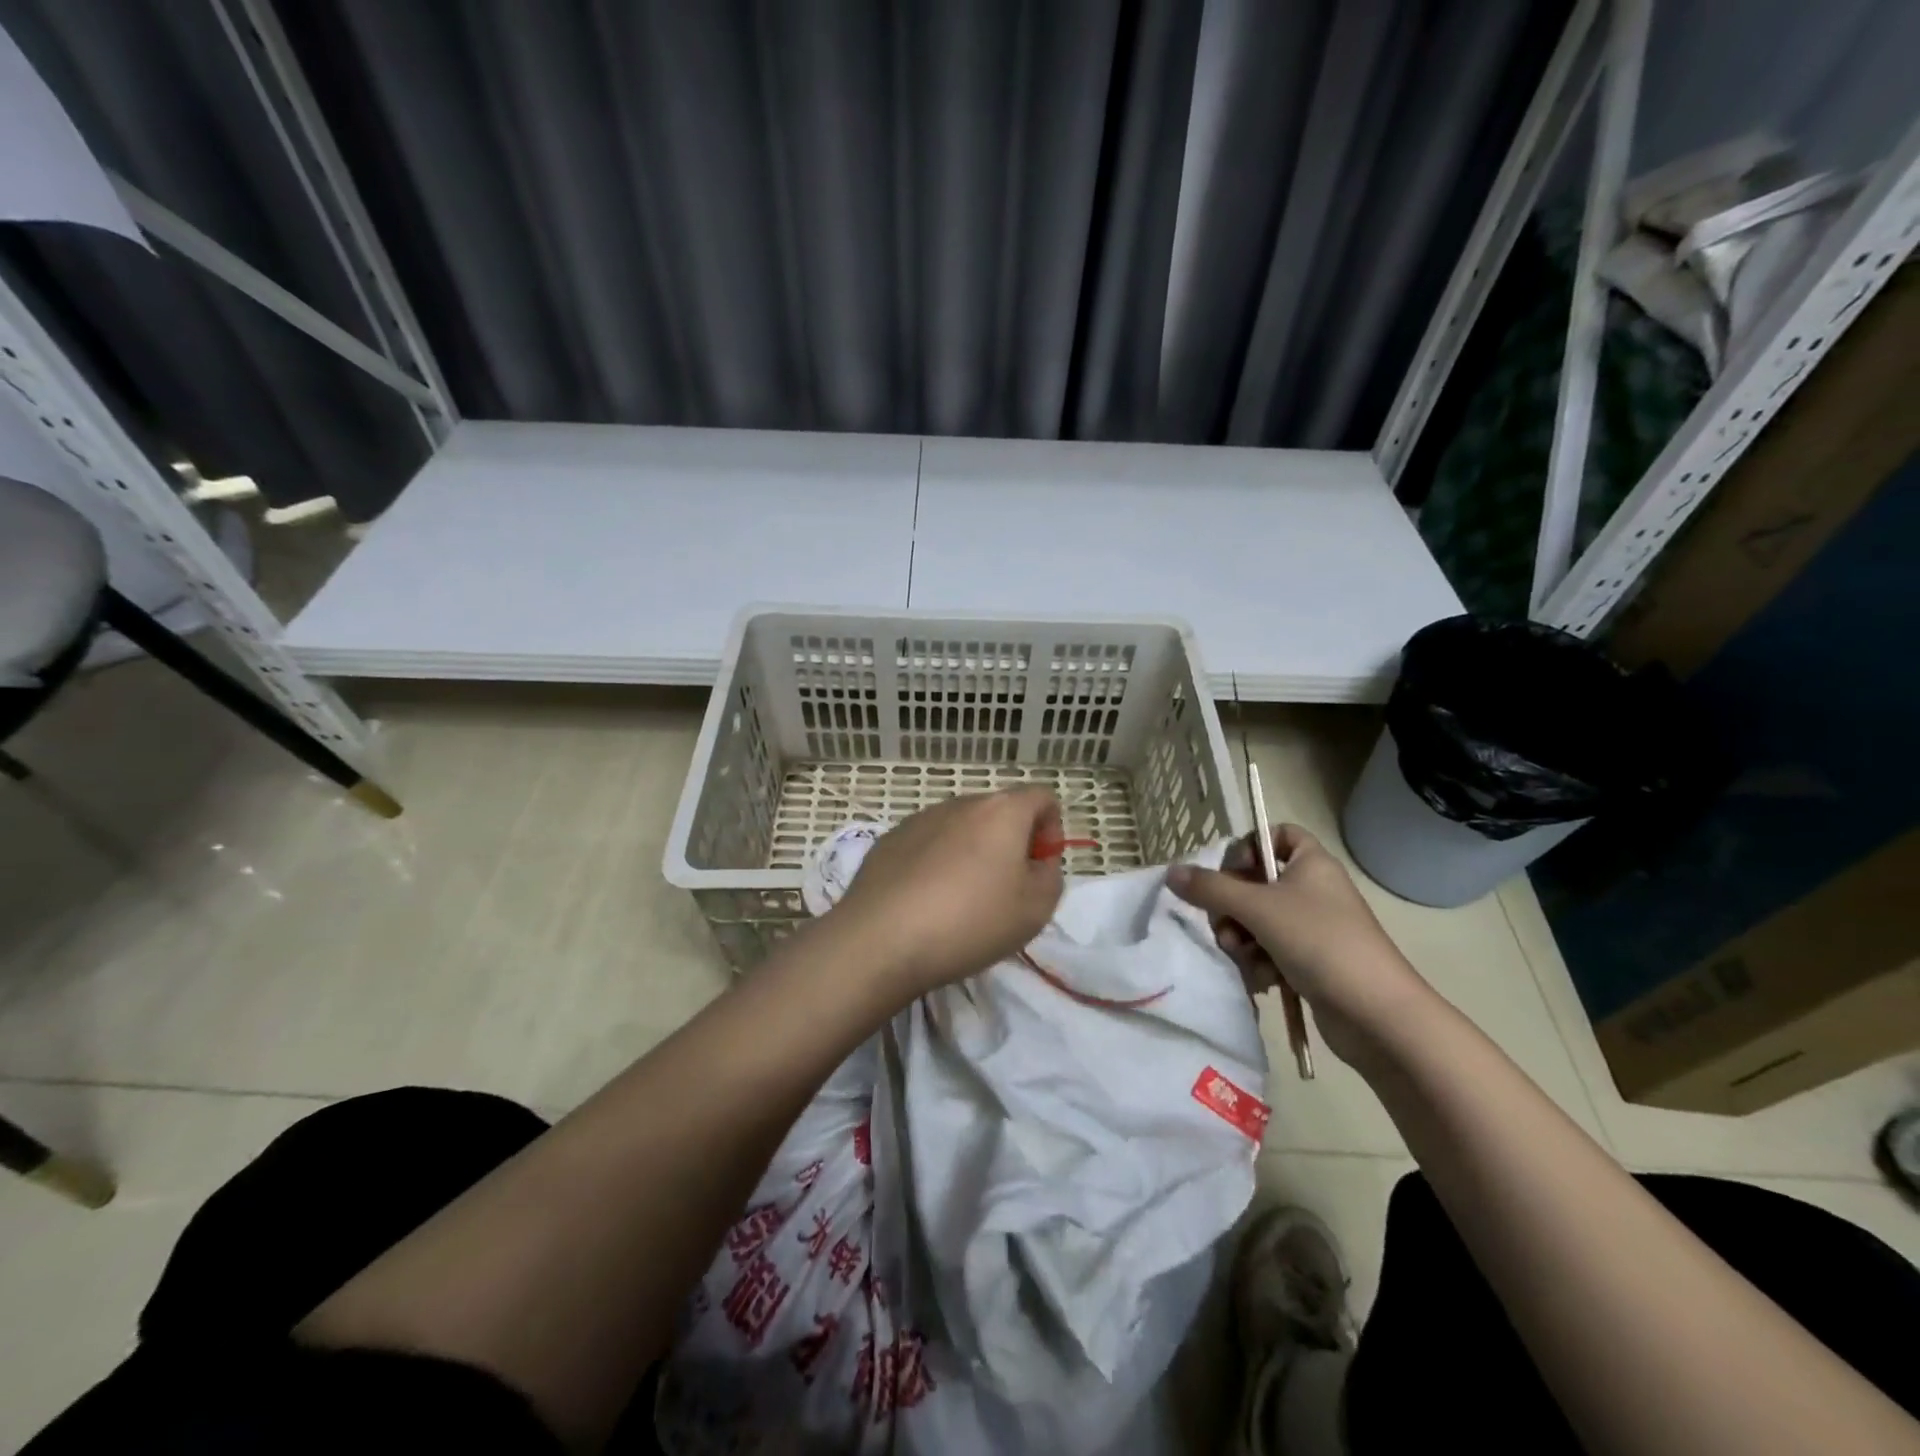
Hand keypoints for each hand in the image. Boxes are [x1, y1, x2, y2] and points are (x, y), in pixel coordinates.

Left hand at [830, 787, 1065, 997]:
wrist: (881, 939)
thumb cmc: (970, 921)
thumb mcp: (1035, 909)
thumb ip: (1050, 876)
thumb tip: (1036, 862)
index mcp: (1002, 811)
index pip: (1042, 798)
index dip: (1052, 831)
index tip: (1039, 870)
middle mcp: (960, 803)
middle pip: (1000, 812)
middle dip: (1011, 845)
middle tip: (1005, 892)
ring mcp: (919, 819)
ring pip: (961, 829)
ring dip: (972, 854)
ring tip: (961, 903)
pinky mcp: (889, 840)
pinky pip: (928, 845)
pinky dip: (936, 865)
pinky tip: (925, 903)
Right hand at [1166, 825, 1434, 1062]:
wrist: (1376, 1014)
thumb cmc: (1319, 942)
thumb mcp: (1257, 908)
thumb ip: (1210, 888)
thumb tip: (1172, 872)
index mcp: (1310, 863)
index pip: (1277, 834)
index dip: (1250, 847)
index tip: (1232, 871)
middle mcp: (1313, 889)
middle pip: (1256, 882)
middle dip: (1233, 907)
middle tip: (1227, 926)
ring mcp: (1313, 927)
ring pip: (1257, 920)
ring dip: (1242, 939)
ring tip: (1243, 957)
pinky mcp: (1311, 961)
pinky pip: (1270, 949)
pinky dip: (1260, 962)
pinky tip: (1261, 979)